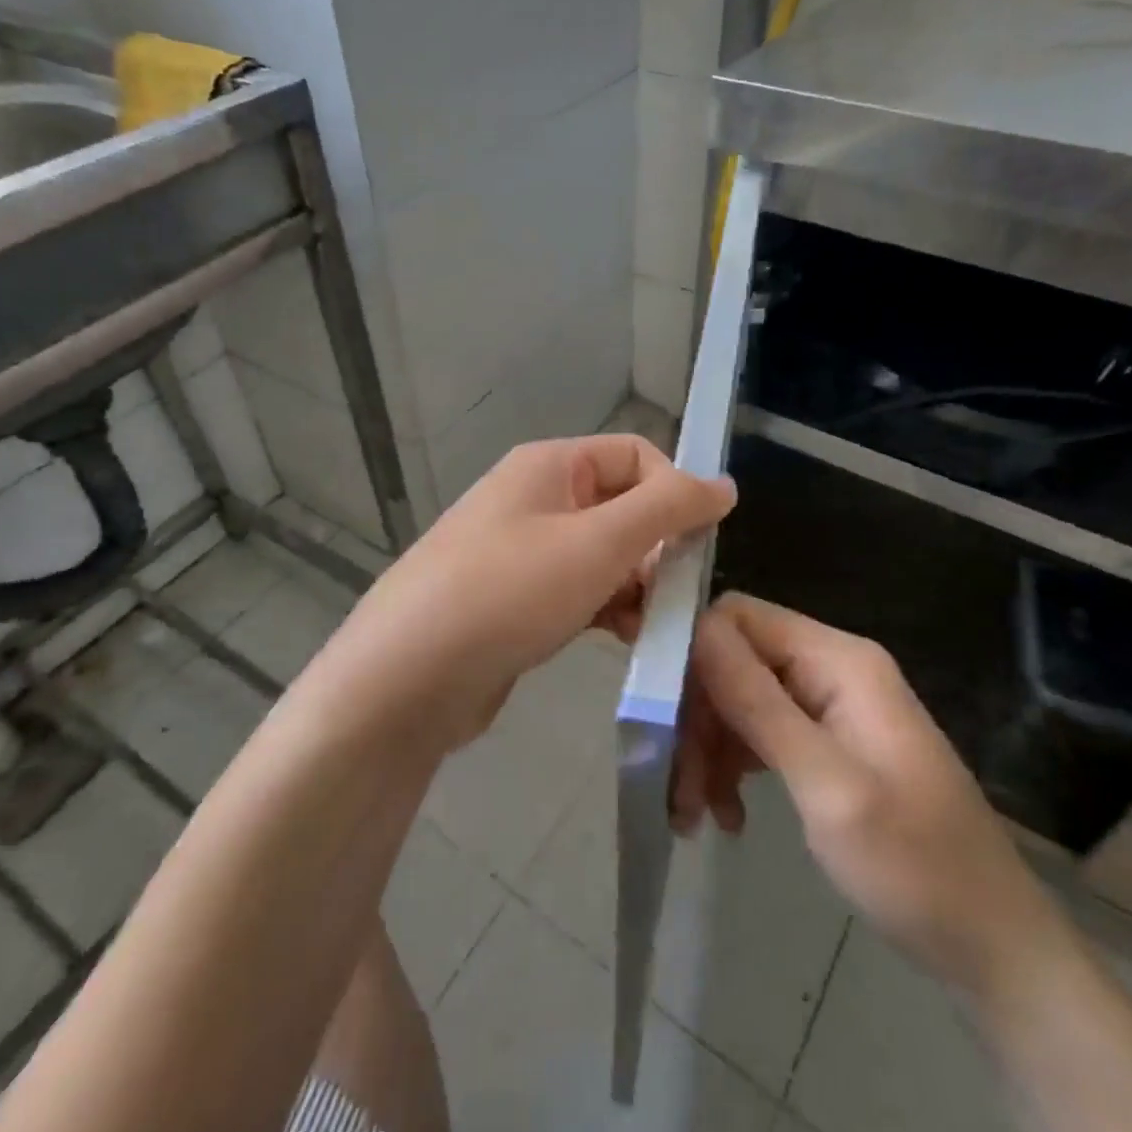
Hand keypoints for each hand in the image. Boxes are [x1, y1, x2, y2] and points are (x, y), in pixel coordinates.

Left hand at [327, 435, 734, 746]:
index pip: (636, 455)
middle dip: (657, 548)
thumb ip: (668, 508)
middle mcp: (535, 498)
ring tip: (649, 626)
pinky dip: (607, 608)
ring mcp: (522, 551)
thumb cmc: (509, 593)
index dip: (675, 493)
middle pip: (622, 506)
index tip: (697, 547)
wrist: (407, 676)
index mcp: (550, 466)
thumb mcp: (598, 543)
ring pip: (604, 554)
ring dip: (637, 585)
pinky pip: (579, 590)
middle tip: (673, 597)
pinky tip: (621, 640)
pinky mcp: (517, 600)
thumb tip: (724, 483)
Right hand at [677, 594, 1071, 1003]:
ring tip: (696, 816)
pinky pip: (761, 732)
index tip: (659, 714)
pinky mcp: (827, 741)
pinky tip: (727, 816)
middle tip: (680, 788)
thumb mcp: (827, 785)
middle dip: (699, 720)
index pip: (738, 618)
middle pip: (734, 662)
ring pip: (740, 700)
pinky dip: (735, 768)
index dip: (692, 654)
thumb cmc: (914, 865)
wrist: (992, 947)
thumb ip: (759, 703)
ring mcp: (830, 705)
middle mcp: (831, 668)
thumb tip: (697, 628)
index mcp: (838, 660)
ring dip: (710, 751)